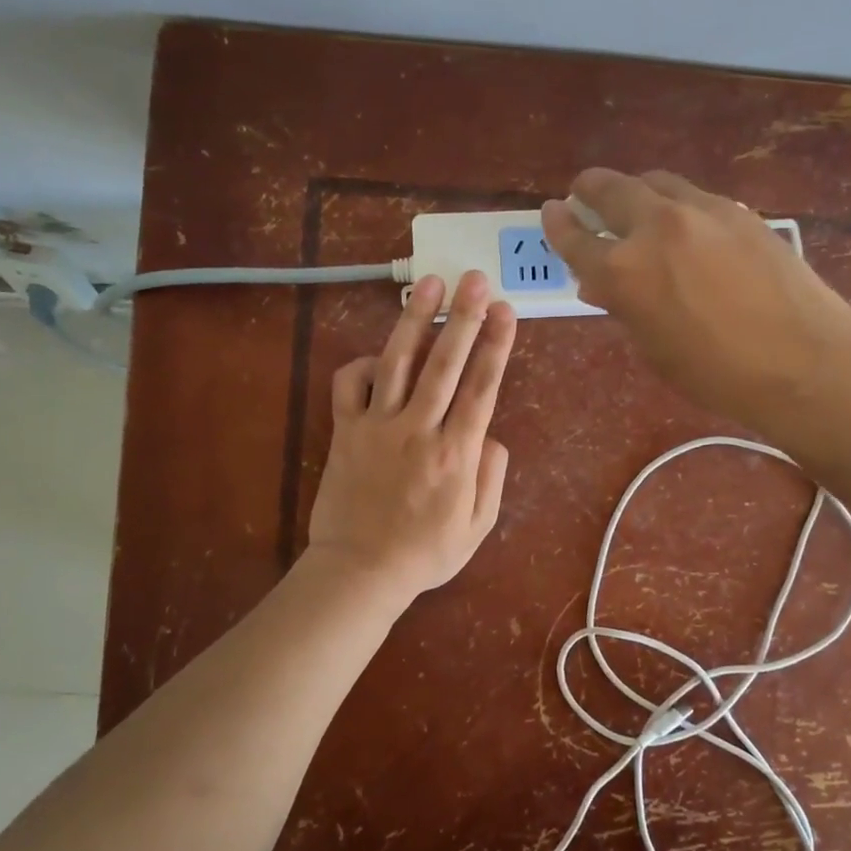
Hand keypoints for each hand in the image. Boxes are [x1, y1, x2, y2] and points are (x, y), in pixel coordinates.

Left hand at [305, 271, 516, 602]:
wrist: (360, 571)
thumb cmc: (426, 553)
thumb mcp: (479, 526)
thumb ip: (492, 476)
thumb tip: (489, 434)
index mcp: (456, 454)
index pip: (482, 387)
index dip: (496, 345)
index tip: (504, 310)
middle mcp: (419, 430)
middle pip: (444, 363)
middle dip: (462, 317)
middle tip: (474, 278)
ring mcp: (378, 427)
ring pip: (398, 362)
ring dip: (414, 320)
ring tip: (429, 284)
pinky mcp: (345, 431)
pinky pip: (350, 385)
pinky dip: (362, 364)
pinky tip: (378, 355)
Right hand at [541, 168, 850, 431]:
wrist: (804, 362)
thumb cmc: (718, 375)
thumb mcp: (655, 350)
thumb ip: (624, 308)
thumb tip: (603, 285)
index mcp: (624, 272)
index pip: (576, 239)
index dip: (558, 226)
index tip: (551, 212)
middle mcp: (657, 227)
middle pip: (611, 190)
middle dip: (590, 190)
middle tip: (583, 195)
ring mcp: (703, 211)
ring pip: (656, 182)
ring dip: (636, 190)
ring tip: (634, 206)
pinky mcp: (740, 211)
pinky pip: (695, 196)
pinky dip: (677, 204)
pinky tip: (686, 226)